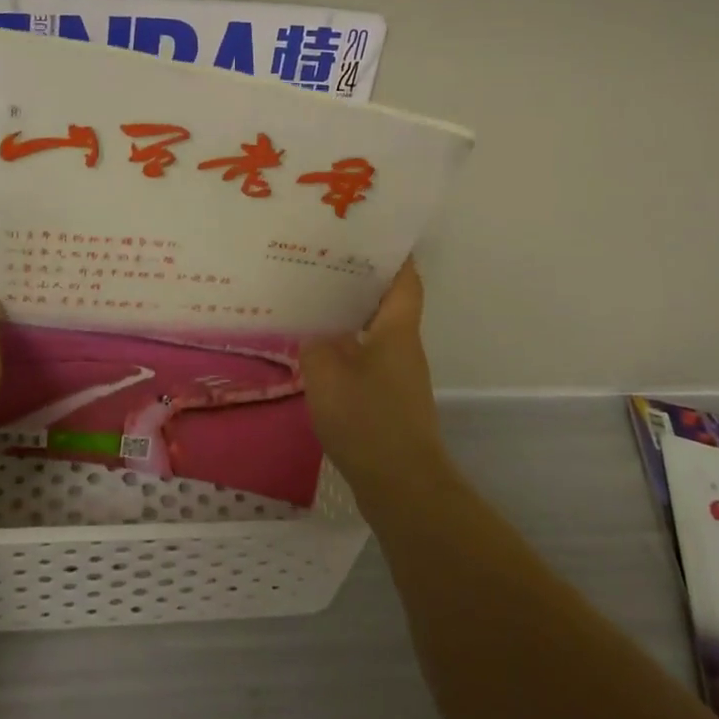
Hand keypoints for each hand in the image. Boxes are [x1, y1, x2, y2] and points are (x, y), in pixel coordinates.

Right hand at [300, 258, 452, 501]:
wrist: (401, 485)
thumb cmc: (368, 419)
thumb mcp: (326, 373)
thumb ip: (315, 344)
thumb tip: (314, 334)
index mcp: (397, 330)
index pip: (405, 279)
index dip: (394, 254)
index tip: (369, 234)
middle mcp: (404, 347)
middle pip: (387, 302)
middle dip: (360, 281)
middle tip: (322, 264)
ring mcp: (399, 376)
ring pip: (375, 332)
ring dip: (350, 316)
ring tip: (313, 302)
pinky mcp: (390, 400)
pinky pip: (368, 360)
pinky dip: (347, 350)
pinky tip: (318, 354)